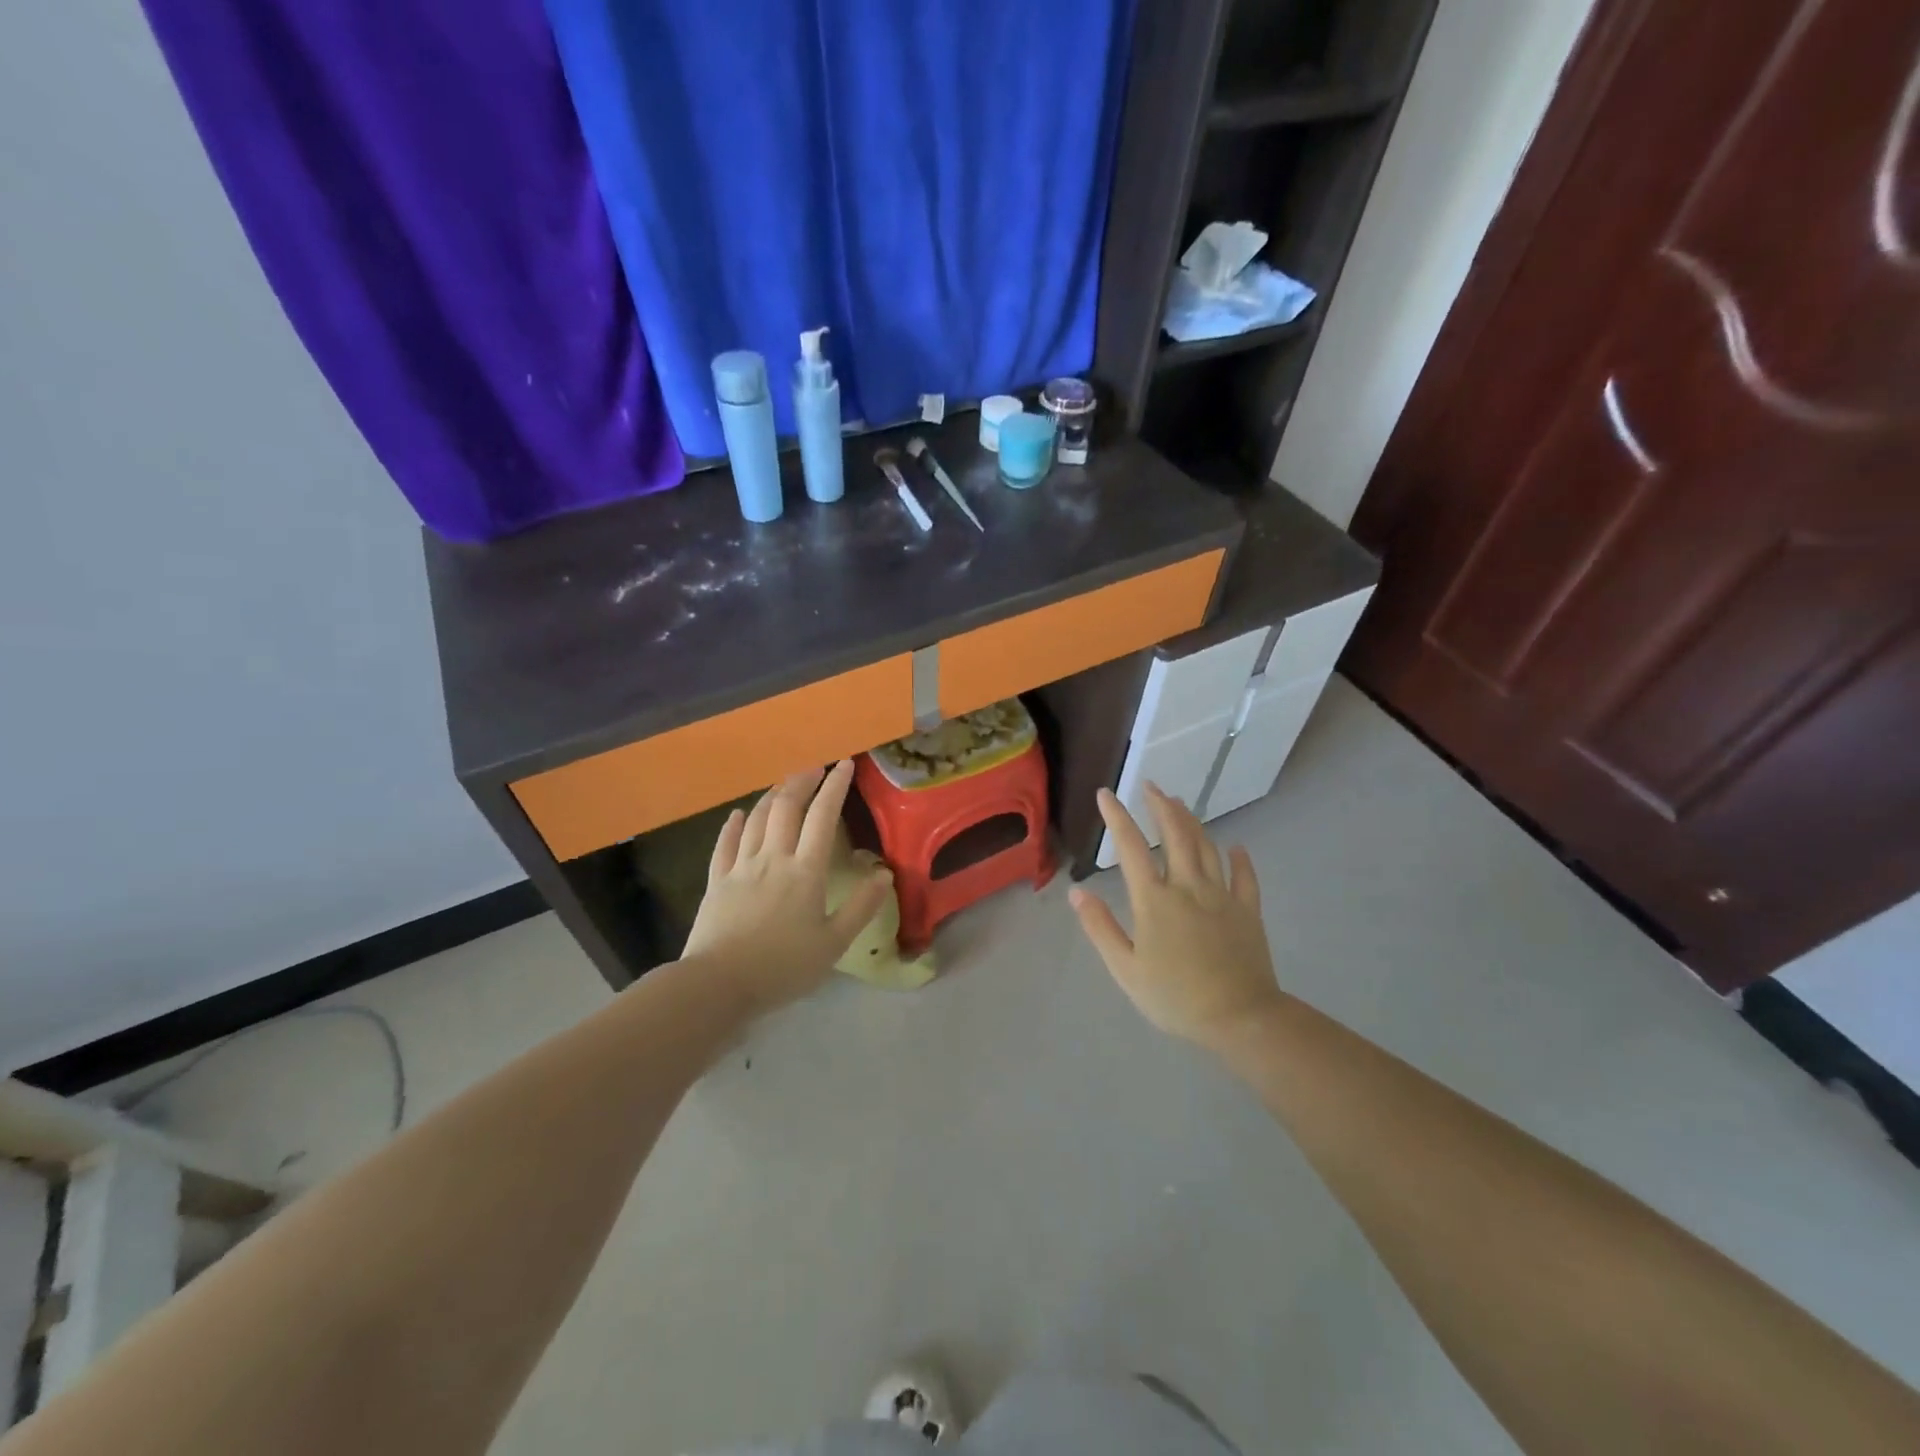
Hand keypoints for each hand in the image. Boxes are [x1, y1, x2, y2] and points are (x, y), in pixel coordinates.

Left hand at [681, 761, 891, 1016]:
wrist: (719, 984)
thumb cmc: (782, 967)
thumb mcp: (833, 944)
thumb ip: (861, 907)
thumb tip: (885, 874)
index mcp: (805, 871)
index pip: (823, 817)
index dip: (835, 787)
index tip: (845, 764)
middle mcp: (773, 858)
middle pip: (787, 807)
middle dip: (802, 781)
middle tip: (815, 767)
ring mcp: (741, 867)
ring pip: (757, 819)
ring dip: (773, 796)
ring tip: (785, 784)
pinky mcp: (717, 881)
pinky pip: (725, 844)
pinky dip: (734, 825)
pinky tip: (738, 815)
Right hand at [1069, 784, 1280, 1050]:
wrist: (1239, 1018)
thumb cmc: (1175, 997)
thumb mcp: (1125, 969)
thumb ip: (1100, 927)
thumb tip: (1076, 892)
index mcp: (1154, 900)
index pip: (1130, 847)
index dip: (1117, 817)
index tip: (1106, 794)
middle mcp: (1188, 887)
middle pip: (1175, 834)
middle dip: (1160, 806)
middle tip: (1151, 786)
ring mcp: (1221, 896)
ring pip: (1207, 847)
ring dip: (1191, 821)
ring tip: (1180, 804)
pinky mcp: (1247, 910)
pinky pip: (1245, 877)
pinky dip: (1239, 859)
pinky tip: (1235, 847)